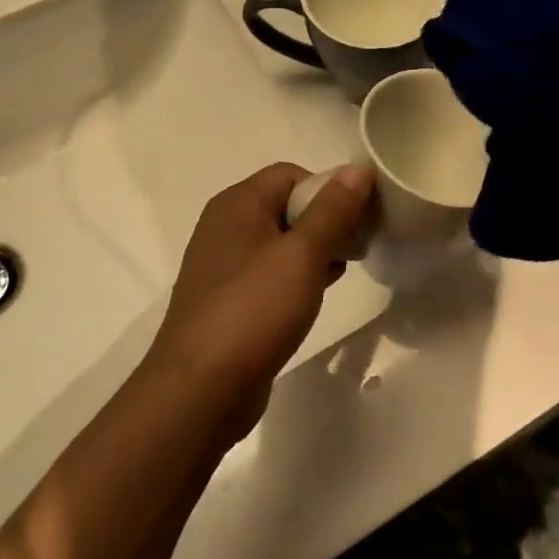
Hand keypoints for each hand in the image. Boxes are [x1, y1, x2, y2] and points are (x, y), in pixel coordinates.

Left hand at [145, 162, 374, 442]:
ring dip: (313, 251)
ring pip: (280, 242)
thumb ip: (333, 210)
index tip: (355, 220)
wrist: (200, 390)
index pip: (291, 174)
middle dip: (325, 221)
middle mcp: (225, 226)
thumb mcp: (303, 254)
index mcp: (237, 203)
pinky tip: (316, 295)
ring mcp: (223, 265)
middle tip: (355, 247)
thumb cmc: (254, 310)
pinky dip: (295, 276)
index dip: (327, 190)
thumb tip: (358, 169)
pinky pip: (268, 273)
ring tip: (342, 271)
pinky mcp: (228, 300)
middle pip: (286, 205)